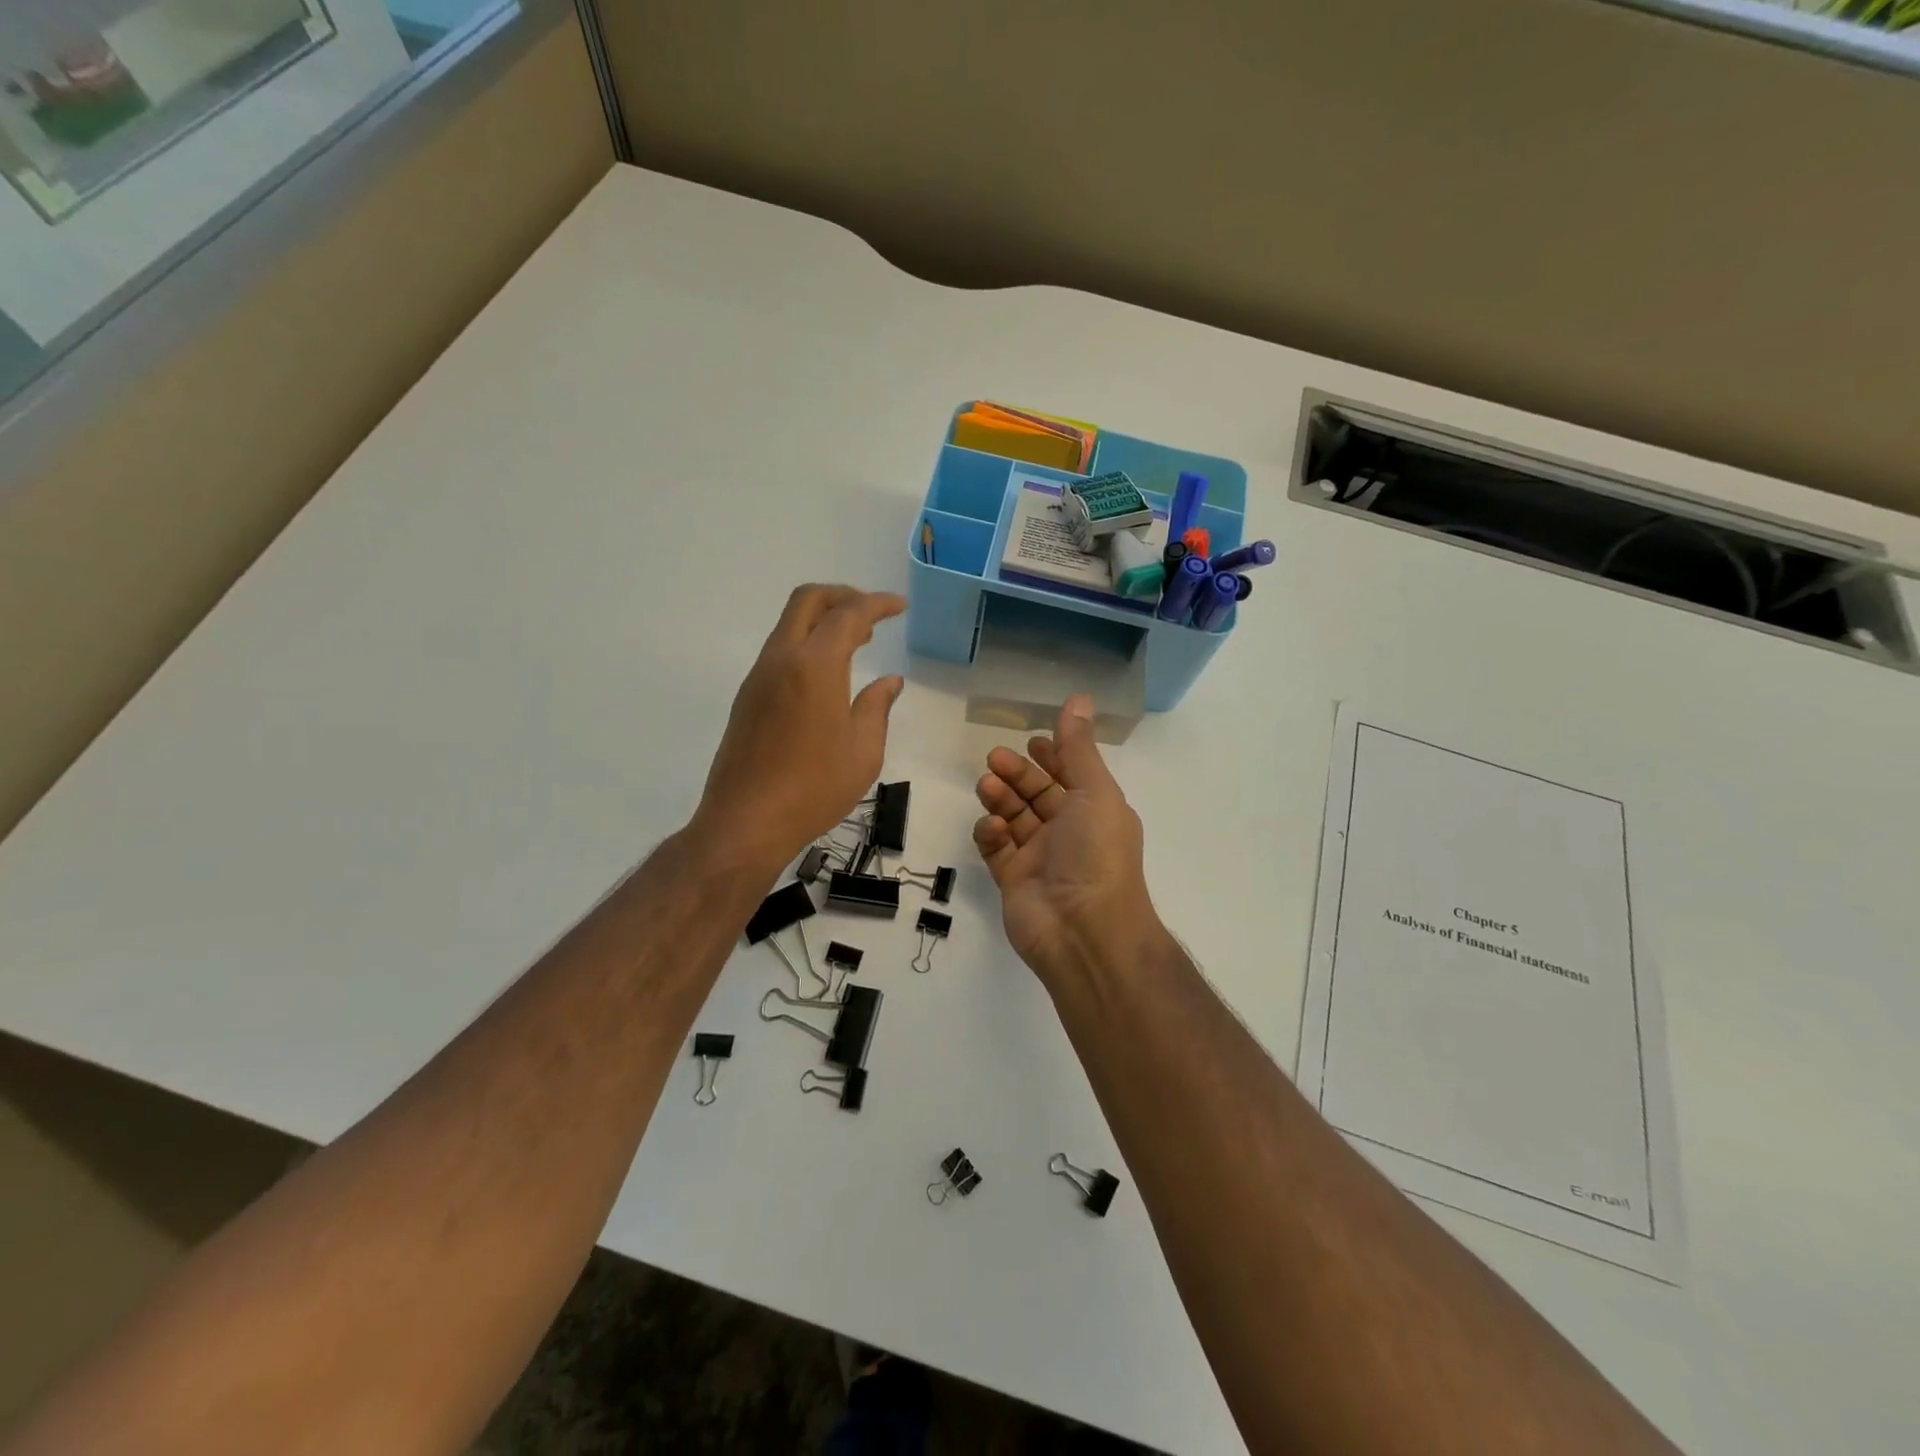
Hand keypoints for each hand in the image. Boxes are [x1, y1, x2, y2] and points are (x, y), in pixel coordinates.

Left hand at [692, 585, 905, 873]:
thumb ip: (877, 707)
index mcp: (815, 667)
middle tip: (873, 615)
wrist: (746, 822)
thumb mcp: (863, 751)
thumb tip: (890, 681)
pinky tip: (827, 675)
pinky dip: (807, 644)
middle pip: (808, 600)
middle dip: (843, 596)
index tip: (899, 607)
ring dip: (823, 620)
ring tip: (857, 642)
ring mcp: (759, 676)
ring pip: (790, 624)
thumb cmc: (814, 789)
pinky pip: (780, 650)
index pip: (848, 615)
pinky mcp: (748, 697)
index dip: (877, 604)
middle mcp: (782, 660)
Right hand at [972, 695, 1166, 989]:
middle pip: (1037, 793)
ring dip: (1000, 798)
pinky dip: (991, 834)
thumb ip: (1078, 746)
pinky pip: (996, 849)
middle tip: (995, 759)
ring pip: (1013, 817)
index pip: (1070, 775)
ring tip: (988, 786)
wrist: (1084, 929)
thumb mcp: (1094, 791)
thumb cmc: (1096, 853)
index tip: (1031, 740)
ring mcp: (1040, 857)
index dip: (1053, 756)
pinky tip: (993, 828)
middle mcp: (1069, 832)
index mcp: (1094, 811)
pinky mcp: (1013, 879)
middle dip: (1017, 773)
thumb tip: (1078, 697)